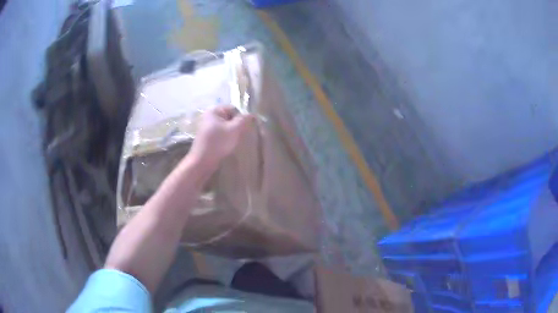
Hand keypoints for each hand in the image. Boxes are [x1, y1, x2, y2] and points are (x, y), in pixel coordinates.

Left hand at [188, 105, 253, 169]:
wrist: (202, 162)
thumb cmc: (218, 143)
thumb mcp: (234, 129)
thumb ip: (244, 120)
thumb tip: (252, 114)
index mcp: (214, 111)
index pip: (233, 109)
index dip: (241, 117)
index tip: (245, 128)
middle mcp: (209, 116)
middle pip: (229, 118)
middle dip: (237, 126)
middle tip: (241, 135)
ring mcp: (207, 127)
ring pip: (225, 127)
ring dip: (232, 133)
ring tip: (235, 141)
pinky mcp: (207, 137)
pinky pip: (220, 134)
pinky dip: (226, 138)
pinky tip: (228, 145)